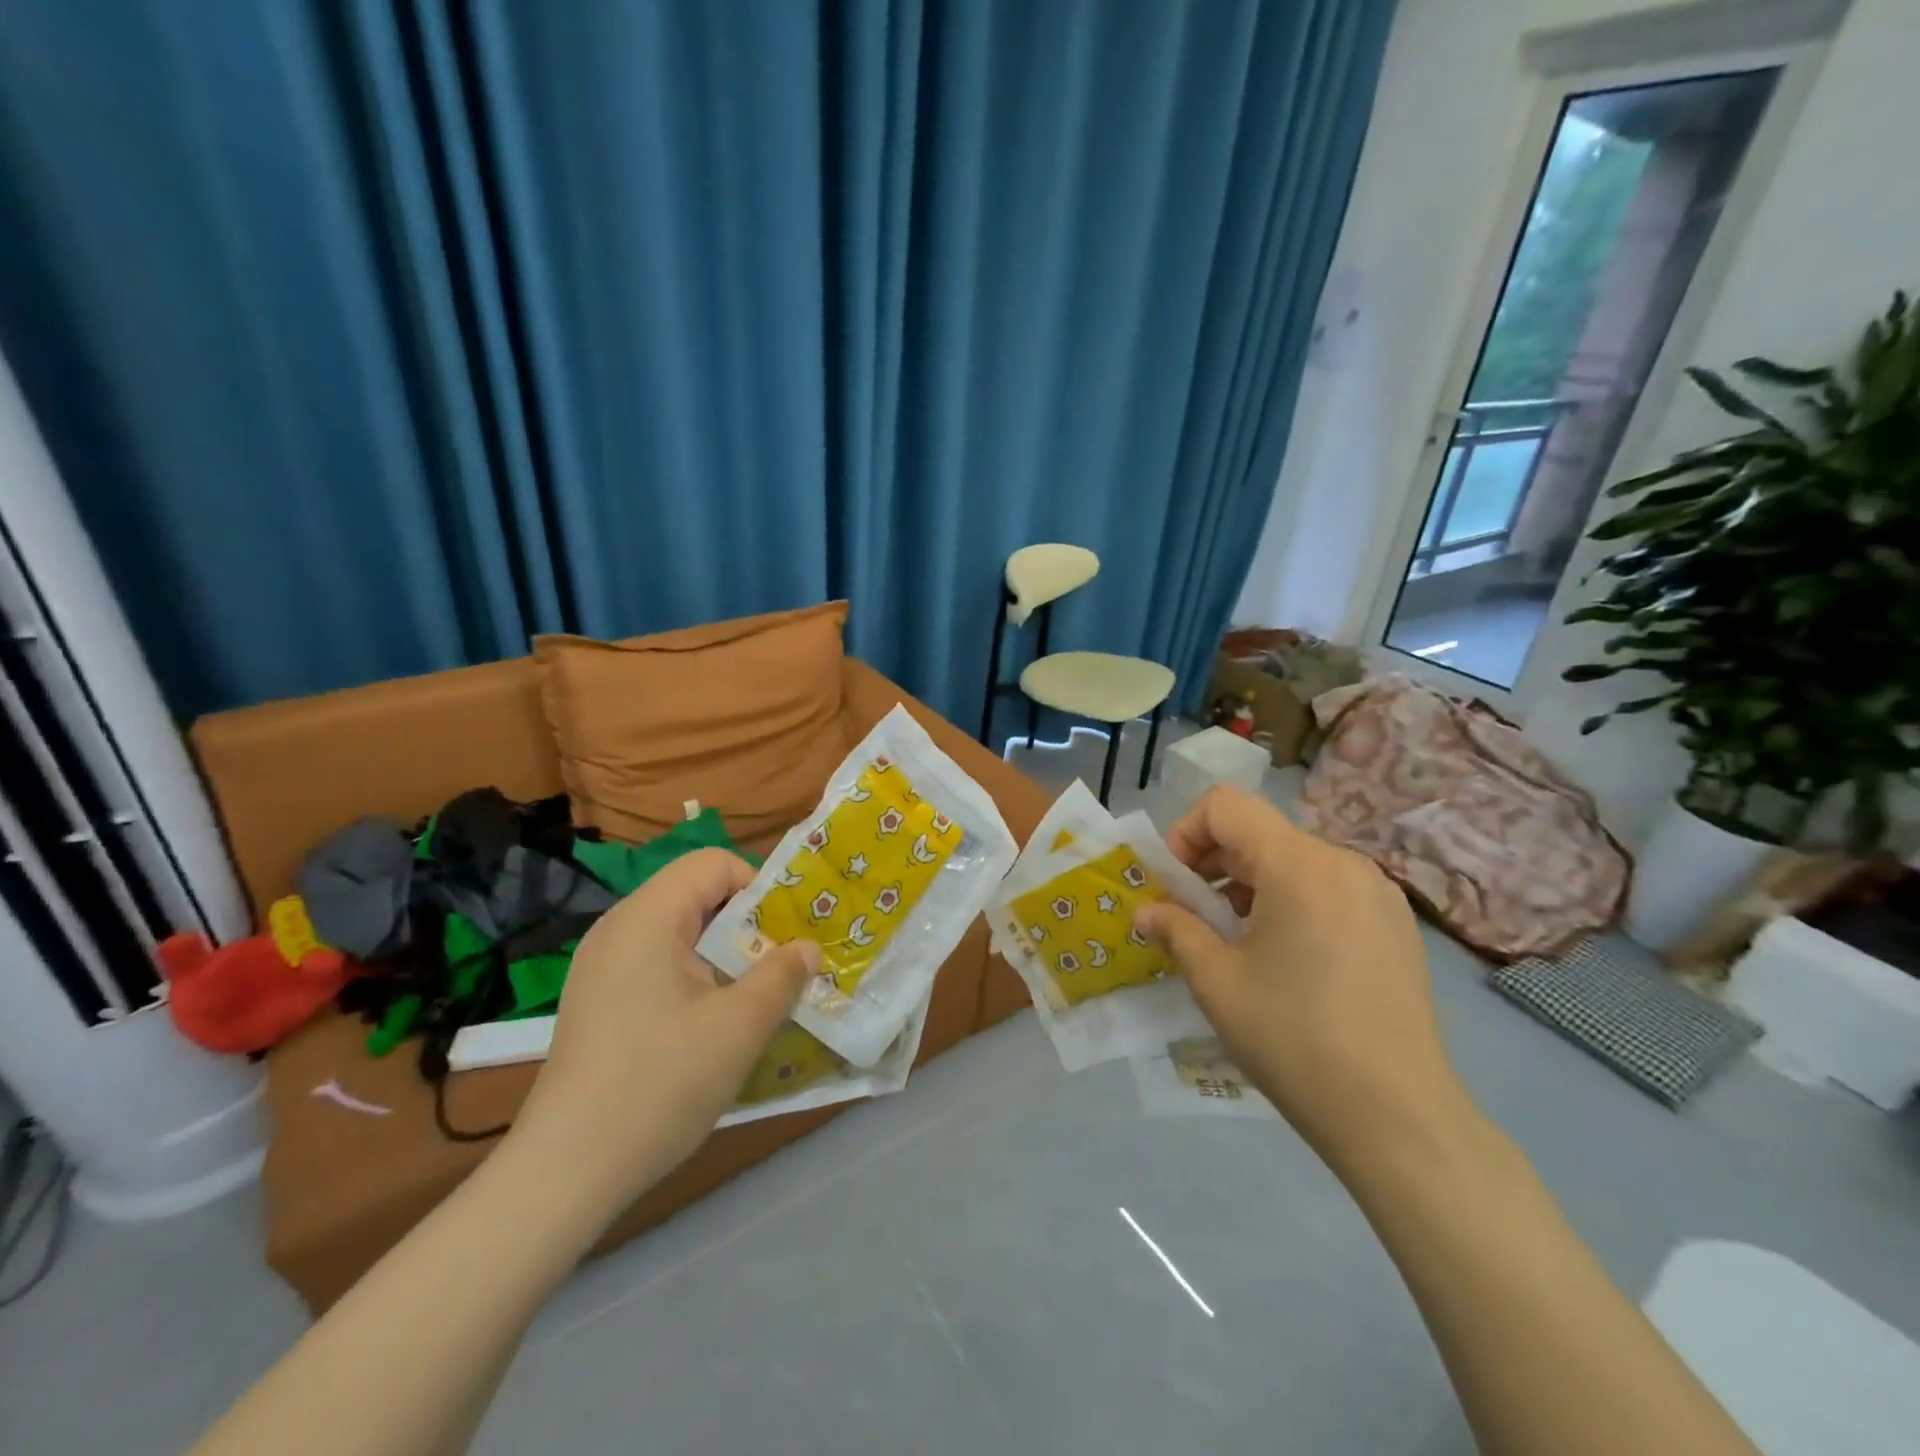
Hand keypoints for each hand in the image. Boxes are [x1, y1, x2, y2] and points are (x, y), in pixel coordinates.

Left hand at [508, 849, 818, 1218]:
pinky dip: (693, 978)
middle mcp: (618, 928)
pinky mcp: (597, 1001)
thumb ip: (782, 976)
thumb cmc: (659, 1084)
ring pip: (679, 933)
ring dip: (723, 955)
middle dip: (745, 925)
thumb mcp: (739, 1027)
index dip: (758, 888)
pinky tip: (707, 1027)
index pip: (714, 864)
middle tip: (777, 969)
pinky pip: (657, 964)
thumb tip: (807, 948)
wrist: (565, 1173)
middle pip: (696, 895)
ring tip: (750, 999)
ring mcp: (601, 966)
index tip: (784, 936)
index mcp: (647, 917)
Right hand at [1136, 788, 1466, 1171]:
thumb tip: (1147, 911)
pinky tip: (1286, 959)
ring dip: (1250, 884)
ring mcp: (1377, 893)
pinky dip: (1290, 902)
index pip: (1226, 806)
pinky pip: (1327, 888)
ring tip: (1236, 942)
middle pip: (1260, 832)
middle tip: (1193, 917)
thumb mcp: (1217, 982)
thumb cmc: (1294, 1039)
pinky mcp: (1395, 925)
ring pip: (1293, 861)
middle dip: (1213, 863)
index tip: (1174, 884)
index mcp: (1299, 865)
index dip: (1186, 832)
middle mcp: (1343, 863)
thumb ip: (1176, 929)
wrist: (1397, 1118)